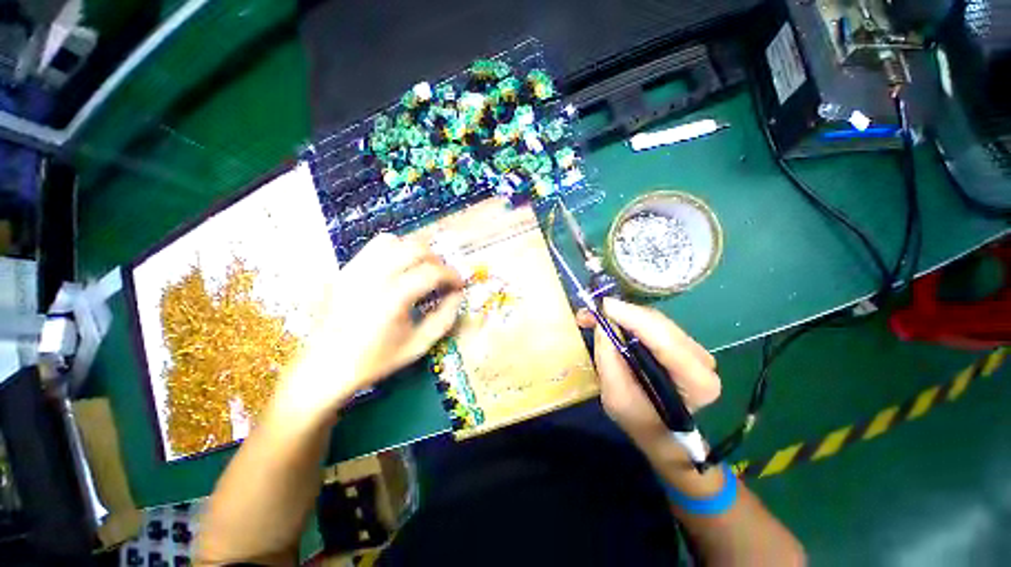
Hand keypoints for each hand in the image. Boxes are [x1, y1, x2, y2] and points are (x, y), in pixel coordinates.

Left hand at [274, 233, 463, 422]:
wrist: (324, 368)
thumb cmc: (375, 361)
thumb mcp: (419, 345)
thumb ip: (445, 318)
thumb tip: (458, 294)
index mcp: (392, 300)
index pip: (432, 272)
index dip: (452, 275)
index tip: (458, 285)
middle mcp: (372, 278)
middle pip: (414, 248)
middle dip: (436, 259)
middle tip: (442, 277)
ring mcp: (354, 271)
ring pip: (392, 241)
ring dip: (414, 251)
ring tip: (420, 269)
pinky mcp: (344, 271)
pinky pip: (373, 247)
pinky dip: (393, 251)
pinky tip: (398, 269)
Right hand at [577, 298, 719, 459]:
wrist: (658, 430)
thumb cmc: (639, 419)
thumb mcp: (616, 397)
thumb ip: (609, 361)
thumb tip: (601, 325)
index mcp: (696, 382)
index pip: (665, 341)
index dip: (634, 318)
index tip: (604, 306)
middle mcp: (702, 361)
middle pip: (660, 325)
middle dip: (623, 313)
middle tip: (591, 312)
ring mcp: (694, 349)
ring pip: (656, 320)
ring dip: (623, 314)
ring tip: (594, 316)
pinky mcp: (681, 343)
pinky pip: (653, 323)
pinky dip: (629, 318)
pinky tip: (610, 318)